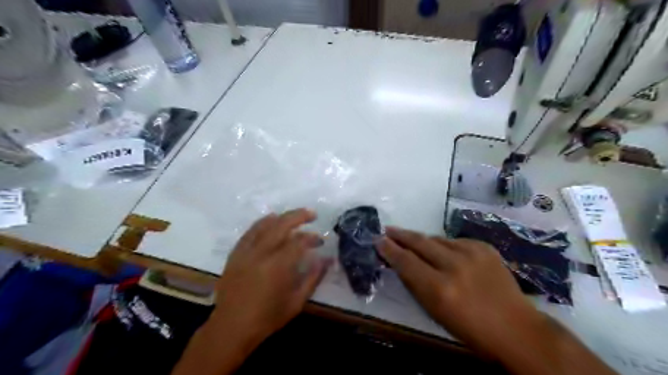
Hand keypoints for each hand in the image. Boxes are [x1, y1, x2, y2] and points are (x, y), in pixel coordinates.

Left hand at [211, 207, 330, 345]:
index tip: (320, 241)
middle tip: (312, 215)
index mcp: (278, 266)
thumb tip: (327, 259)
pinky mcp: (235, 254)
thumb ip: (314, 277)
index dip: (312, 238)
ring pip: (265, 225)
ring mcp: (246, 252)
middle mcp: (262, 253)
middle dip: (299, 216)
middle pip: (282, 225)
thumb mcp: (297, 301)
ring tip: (294, 216)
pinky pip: (249, 232)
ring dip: (281, 217)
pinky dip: (261, 223)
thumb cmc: (267, 318)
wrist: (231, 328)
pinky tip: (270, 220)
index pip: (299, 242)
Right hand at [375, 227, 542, 357]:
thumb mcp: (435, 312)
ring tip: (413, 241)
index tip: (378, 240)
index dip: (389, 249)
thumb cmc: (470, 329)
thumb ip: (416, 284)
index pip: (406, 261)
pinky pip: (455, 242)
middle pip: (420, 242)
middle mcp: (454, 266)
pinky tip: (444, 252)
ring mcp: (472, 253)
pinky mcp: (484, 247)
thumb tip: (401, 262)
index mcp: (439, 289)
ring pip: (437, 239)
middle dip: (401, 235)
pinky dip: (445, 246)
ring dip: (423, 241)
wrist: (516, 328)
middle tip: (388, 230)